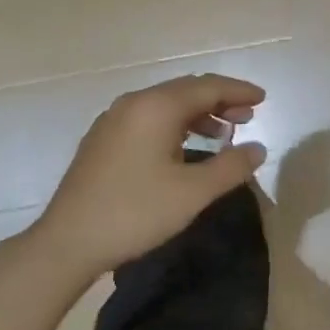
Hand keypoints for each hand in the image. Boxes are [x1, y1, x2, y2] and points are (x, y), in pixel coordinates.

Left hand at [32, 73, 267, 276]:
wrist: (66, 242)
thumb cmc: (134, 213)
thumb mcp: (192, 193)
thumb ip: (230, 167)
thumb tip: (257, 148)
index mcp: (156, 107)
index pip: (207, 87)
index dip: (238, 91)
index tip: (262, 99)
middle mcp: (134, 103)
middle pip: (186, 90)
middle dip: (219, 101)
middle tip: (247, 117)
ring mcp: (114, 119)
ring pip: (166, 105)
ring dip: (198, 114)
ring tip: (223, 134)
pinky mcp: (103, 139)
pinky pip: (149, 118)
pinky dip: (175, 124)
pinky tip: (184, 148)